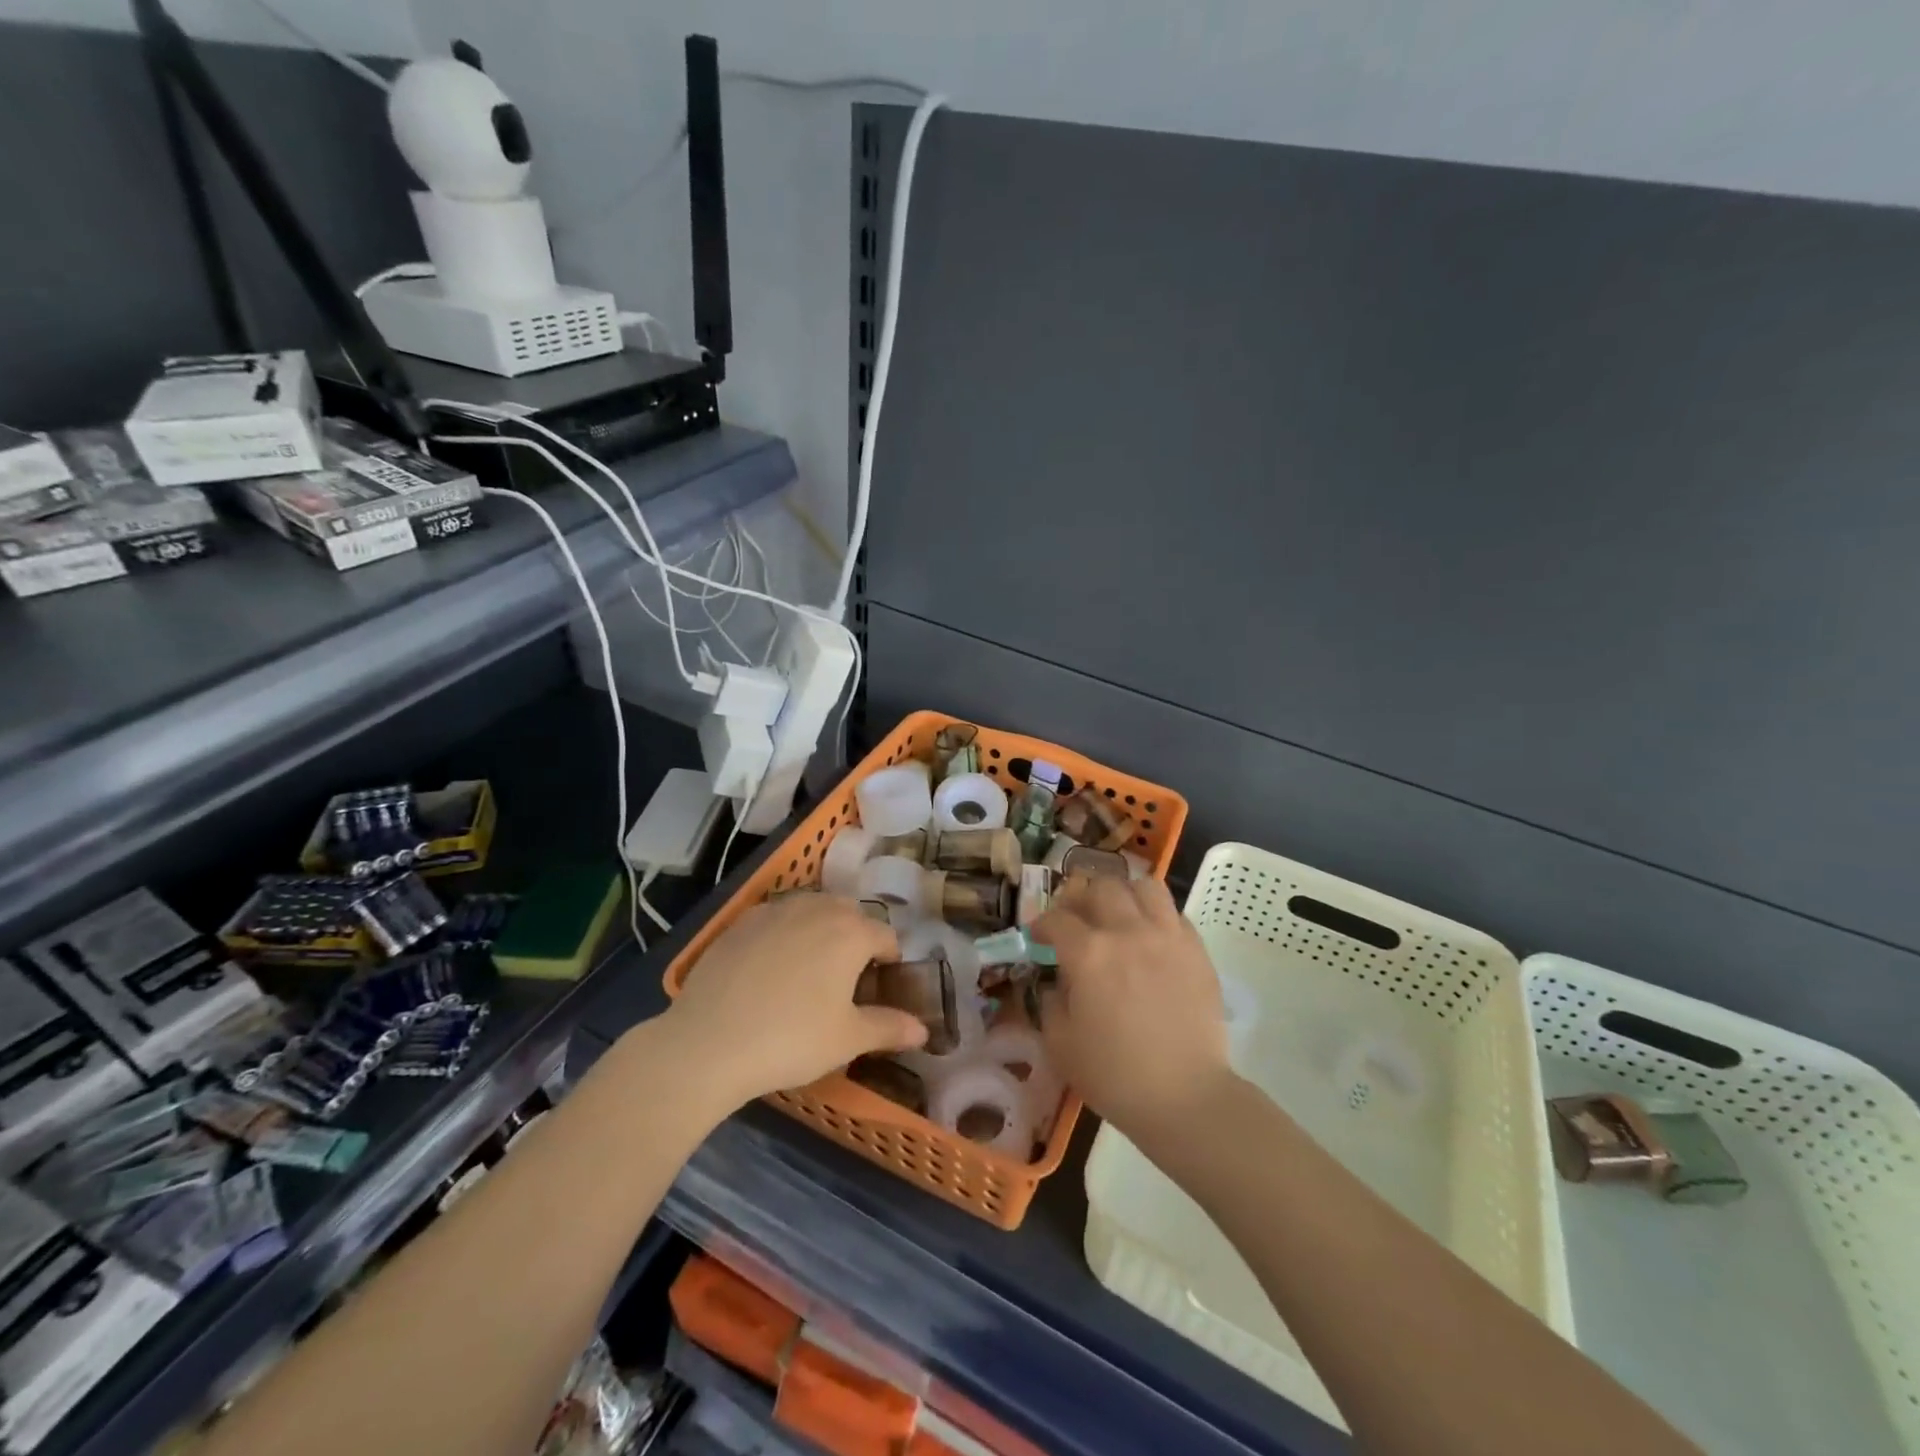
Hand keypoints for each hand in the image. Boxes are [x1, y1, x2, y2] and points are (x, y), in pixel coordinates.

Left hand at [669, 893, 926, 1106]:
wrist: (708, 1042)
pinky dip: (784, 933)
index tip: (878, 990)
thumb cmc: (791, 1039)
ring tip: (809, 969)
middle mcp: (817, 909)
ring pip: (812, 909)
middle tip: (845, 980)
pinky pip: (776, 918)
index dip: (889, 962)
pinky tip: (770, 967)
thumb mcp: (848, 1040)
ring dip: (821, 929)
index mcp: (852, 932)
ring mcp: (775, 910)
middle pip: (850, 914)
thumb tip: (924, 1030)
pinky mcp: (741, 921)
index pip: (886, 937)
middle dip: (856, 938)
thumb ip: (889, 1028)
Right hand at [1031, 876, 1235, 1148]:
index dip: (1041, 924)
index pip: (1057, 919)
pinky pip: (1174, 914)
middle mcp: (1127, 932)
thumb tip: (1058, 982)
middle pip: (1101, 888)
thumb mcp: (1060, 1044)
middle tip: (1077, 919)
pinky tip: (1151, 940)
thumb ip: (1052, 1002)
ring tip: (1118, 915)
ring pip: (1144, 887)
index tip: (1037, 936)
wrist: (1185, 1097)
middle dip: (1081, 898)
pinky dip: (1157, 917)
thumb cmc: (1115, 1076)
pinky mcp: (1196, 951)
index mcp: (1088, 954)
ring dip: (1124, 895)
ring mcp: (1167, 937)